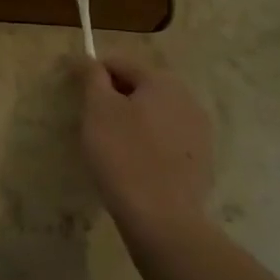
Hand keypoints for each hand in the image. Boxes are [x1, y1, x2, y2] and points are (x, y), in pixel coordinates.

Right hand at [76, 53, 214, 235]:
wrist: (162, 220)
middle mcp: (187, 99)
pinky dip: (148, 144)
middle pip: (140, 87)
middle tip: (93, 124)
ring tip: (112, 147)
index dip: (93, 75)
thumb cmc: (123, 155)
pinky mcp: (201, 161)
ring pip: (154, 114)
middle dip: (115, 99)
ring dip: (132, 121)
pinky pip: (167, 140)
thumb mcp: (97, 109)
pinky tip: (134, 165)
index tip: (78, 97)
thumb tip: (87, 58)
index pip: (119, 63)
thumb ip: (92, 77)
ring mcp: (199, 132)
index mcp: (162, 81)